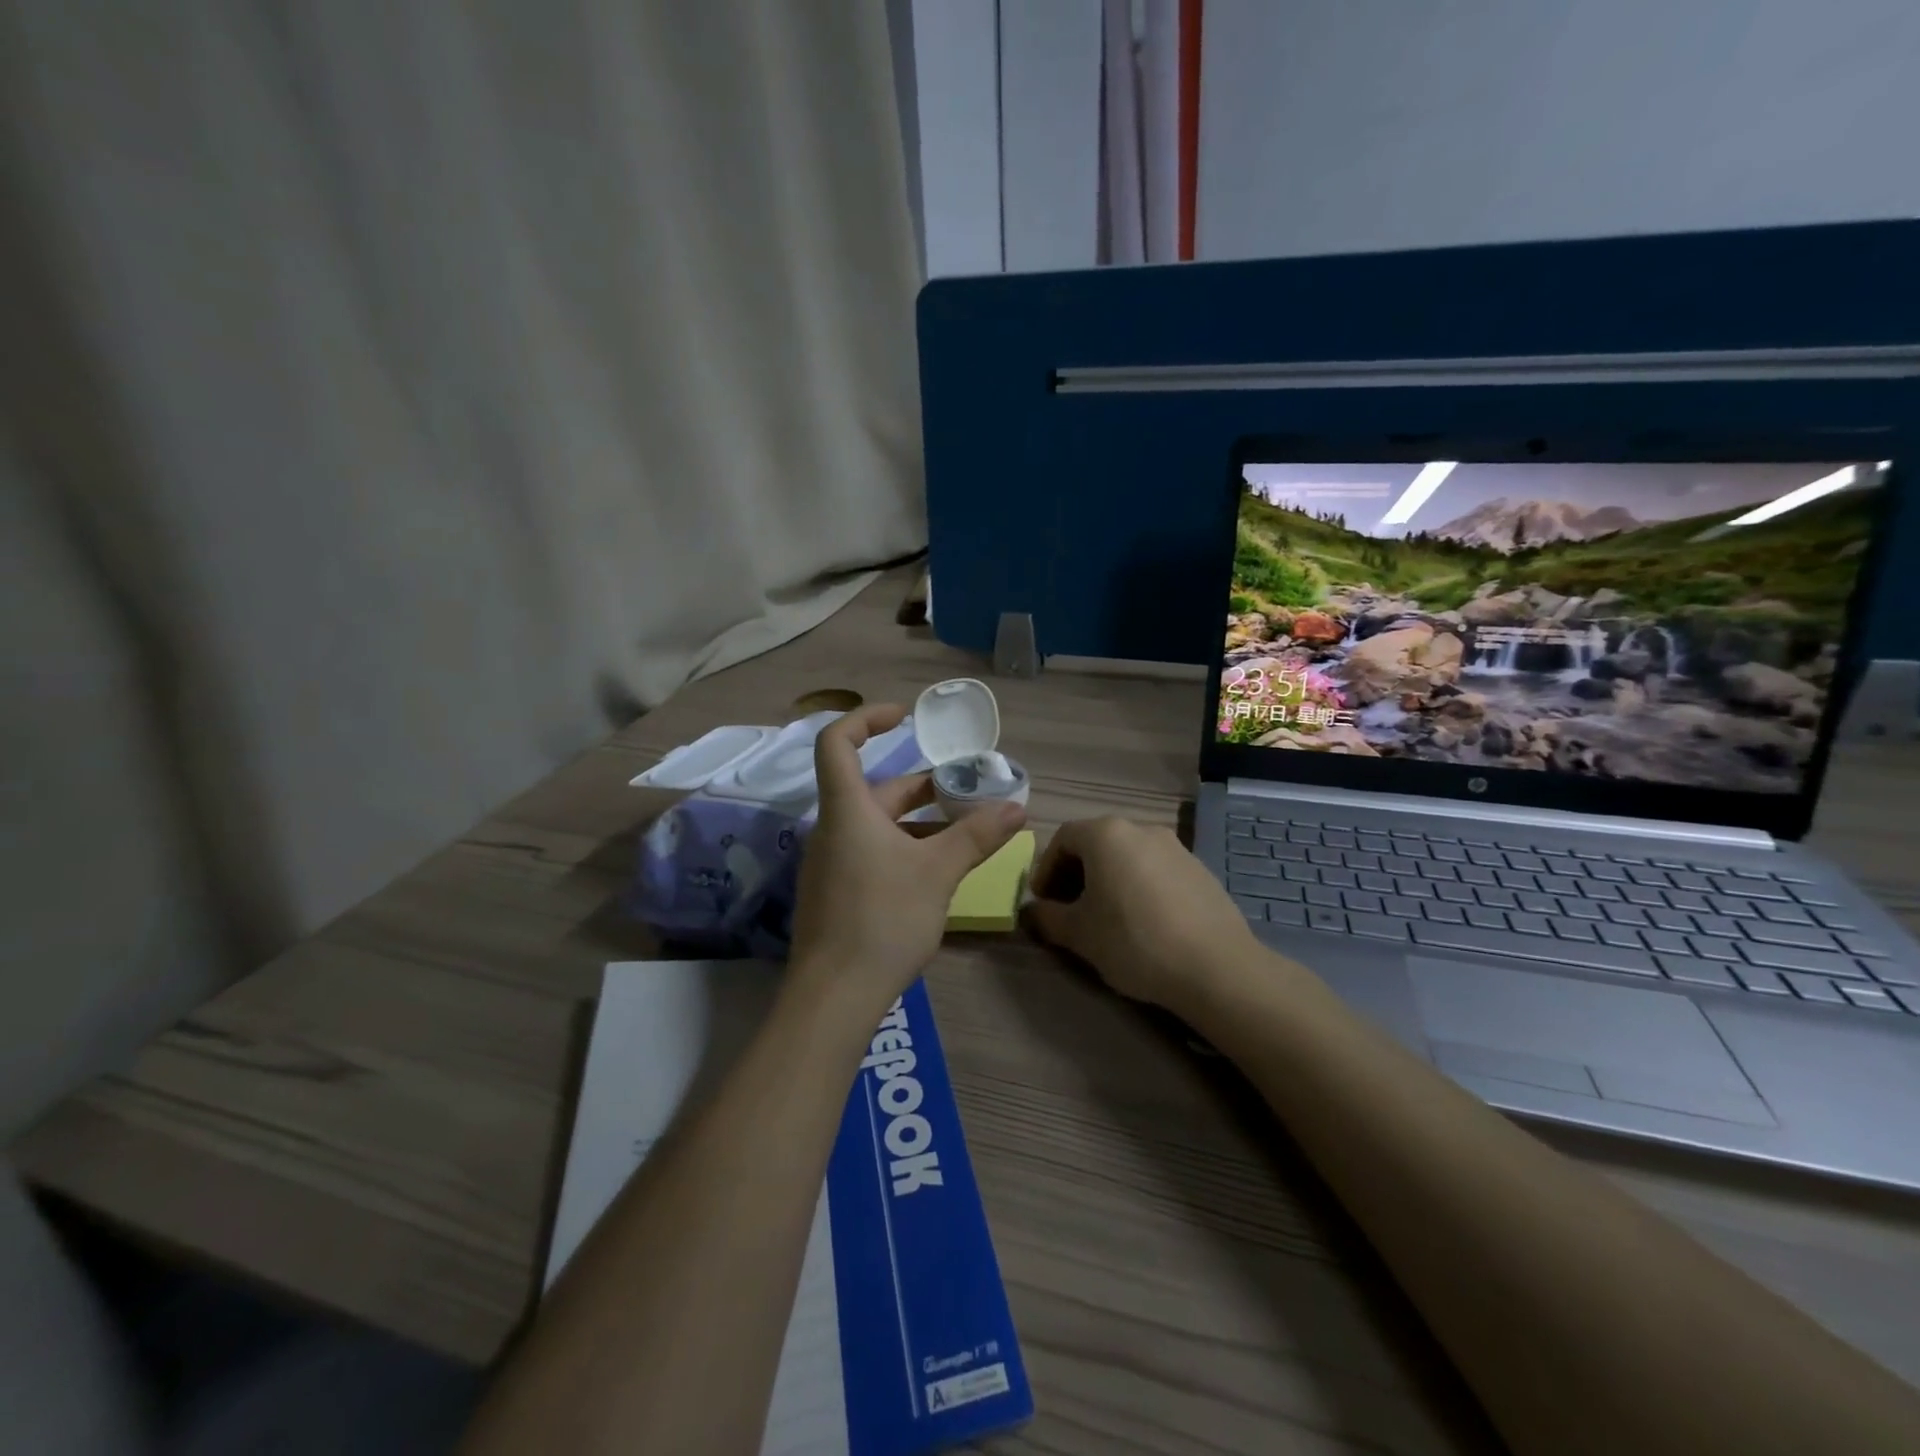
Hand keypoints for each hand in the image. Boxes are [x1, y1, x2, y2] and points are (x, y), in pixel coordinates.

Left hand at [788, 704, 1024, 1013]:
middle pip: (873, 789)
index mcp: (847, 810)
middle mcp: (833, 829)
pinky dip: (904, 848)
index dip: (866, 719)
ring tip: (965, 830)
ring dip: (918, 821)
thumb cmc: (884, 918)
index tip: (905, 717)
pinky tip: (938, 870)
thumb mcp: (938, 872)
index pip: (837, 742)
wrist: (835, 996)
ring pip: (876, 825)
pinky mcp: (836, 893)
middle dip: (920, 785)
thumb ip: (977, 836)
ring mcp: (831, 863)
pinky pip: (871, 853)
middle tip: (966, 788)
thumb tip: (1018, 808)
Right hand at [1026, 817, 1258, 1009]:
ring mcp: (1175, 847)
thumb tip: (1032, 912)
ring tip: (1106, 918)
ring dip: (1108, 880)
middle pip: (1096, 843)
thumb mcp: (1079, 934)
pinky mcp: (1199, 869)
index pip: (1062, 838)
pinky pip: (1155, 870)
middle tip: (1069, 910)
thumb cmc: (1134, 941)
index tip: (1043, 902)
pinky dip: (1138, 886)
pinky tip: (1144, 923)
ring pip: (1127, 856)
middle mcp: (1141, 829)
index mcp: (1106, 834)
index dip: (1046, 869)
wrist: (1216, 967)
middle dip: (1076, 874)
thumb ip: (1047, 918)